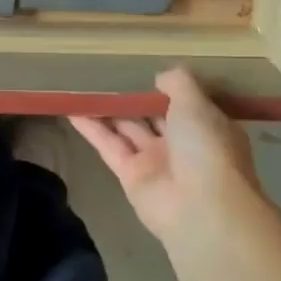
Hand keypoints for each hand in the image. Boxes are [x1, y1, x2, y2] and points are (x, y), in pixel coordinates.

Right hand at [70, 68, 263, 241]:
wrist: (202, 210)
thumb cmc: (207, 148)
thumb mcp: (197, 104)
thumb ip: (178, 83)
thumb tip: (160, 77)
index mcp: (207, 127)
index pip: (186, 104)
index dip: (166, 89)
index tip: (144, 70)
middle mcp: (182, 144)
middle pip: (153, 116)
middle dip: (133, 99)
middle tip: (105, 74)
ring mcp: (156, 161)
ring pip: (127, 129)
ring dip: (107, 110)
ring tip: (82, 88)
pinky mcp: (130, 176)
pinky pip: (109, 145)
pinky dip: (91, 128)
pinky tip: (72, 109)